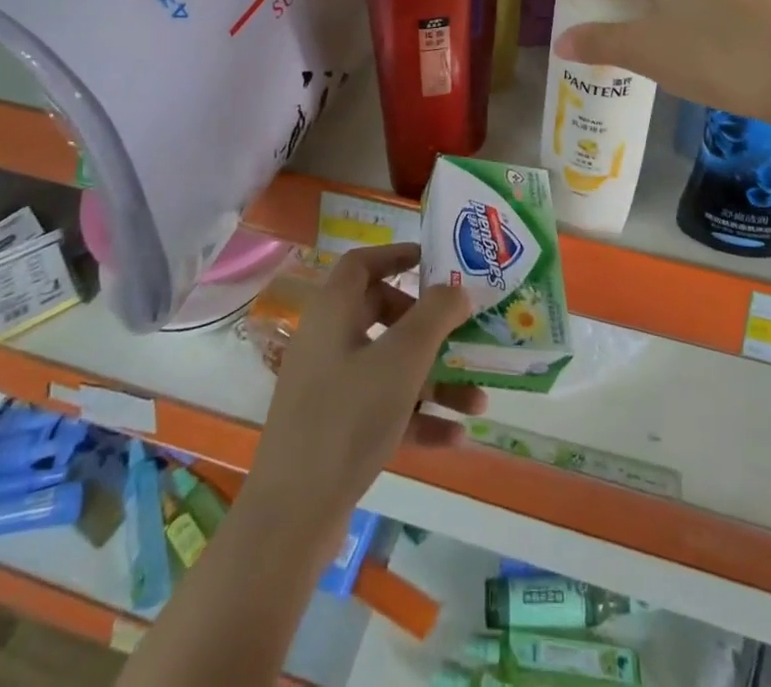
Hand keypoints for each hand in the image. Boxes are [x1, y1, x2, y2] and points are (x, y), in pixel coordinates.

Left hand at [247, 244, 486, 536]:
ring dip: (434, 379)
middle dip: (428, 326)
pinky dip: (417, 417)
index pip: (362, 263)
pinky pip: (382, 408)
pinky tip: (455, 437)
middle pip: (381, 313)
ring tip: (478, 400)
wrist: (292, 516)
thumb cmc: (348, 418)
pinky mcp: (334, 429)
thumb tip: (456, 289)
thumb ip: (435, 316)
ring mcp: (328, 387)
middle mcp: (327, 341)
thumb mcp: (402, 359)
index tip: (435, 262)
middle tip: (459, 332)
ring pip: (388, 367)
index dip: (397, 255)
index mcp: (332, 311)